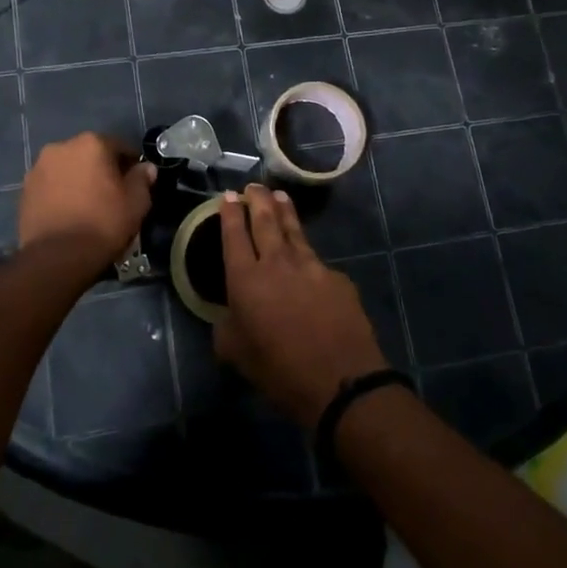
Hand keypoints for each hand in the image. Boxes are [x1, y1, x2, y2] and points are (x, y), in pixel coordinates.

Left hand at [18, 134, 155, 270]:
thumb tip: (145, 168)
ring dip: (78, 180)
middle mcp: (61, 147)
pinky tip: (69, 214)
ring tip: (87, 207)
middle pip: (90, 154)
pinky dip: (60, 193)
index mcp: (91, 143)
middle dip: (101, 170)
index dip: (131, 165)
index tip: (136, 183)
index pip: (120, 146)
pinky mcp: (24, 190)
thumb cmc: (103, 224)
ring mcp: (38, 168)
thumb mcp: (136, 203)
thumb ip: (142, 179)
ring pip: (68, 169)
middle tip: (112, 195)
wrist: (57, 258)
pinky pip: (51, 186)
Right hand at [215, 184, 389, 428]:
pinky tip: (307, 258)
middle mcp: (276, 262)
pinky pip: (316, 259)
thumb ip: (227, 325)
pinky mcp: (336, 277)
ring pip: (294, 229)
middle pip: (265, 220)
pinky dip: (306, 253)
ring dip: (284, 211)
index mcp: (245, 279)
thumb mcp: (235, 353)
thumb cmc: (279, 371)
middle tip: (253, 186)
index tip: (228, 196)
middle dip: (257, 200)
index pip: (233, 234)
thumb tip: (230, 312)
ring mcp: (310, 265)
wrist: (340, 381)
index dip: (229, 213)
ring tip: (279, 197)